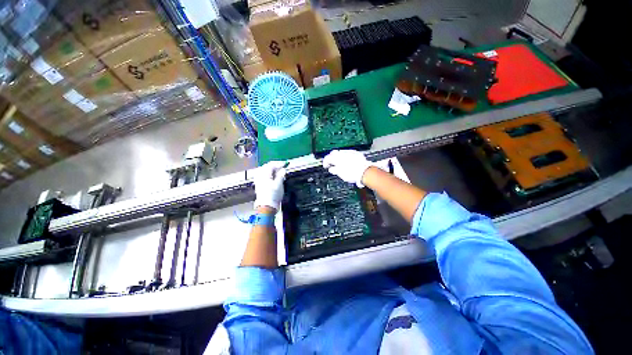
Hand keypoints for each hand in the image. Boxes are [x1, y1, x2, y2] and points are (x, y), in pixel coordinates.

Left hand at [253, 161, 286, 210]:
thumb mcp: (279, 184)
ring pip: (264, 171)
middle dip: (274, 165)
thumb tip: (283, 169)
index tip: (286, 164)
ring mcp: (258, 181)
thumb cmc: (273, 195)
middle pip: (266, 167)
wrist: (266, 207)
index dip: (279, 163)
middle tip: (282, 166)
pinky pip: (263, 175)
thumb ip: (281, 175)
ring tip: (277, 171)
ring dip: (271, 169)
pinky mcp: (259, 185)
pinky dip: (268, 174)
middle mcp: (260, 176)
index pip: (271, 165)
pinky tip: (272, 176)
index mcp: (264, 174)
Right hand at [323, 150, 372, 186]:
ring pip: (341, 153)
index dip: (325, 162)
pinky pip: (348, 153)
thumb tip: (331, 169)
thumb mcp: (340, 174)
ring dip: (339, 157)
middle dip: (332, 158)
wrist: (365, 171)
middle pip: (333, 153)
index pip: (327, 158)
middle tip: (332, 164)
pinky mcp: (356, 153)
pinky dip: (346, 157)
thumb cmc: (352, 173)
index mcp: (336, 158)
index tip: (326, 166)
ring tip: (340, 164)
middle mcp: (342, 153)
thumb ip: (334, 170)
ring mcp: (349, 152)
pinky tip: (348, 162)